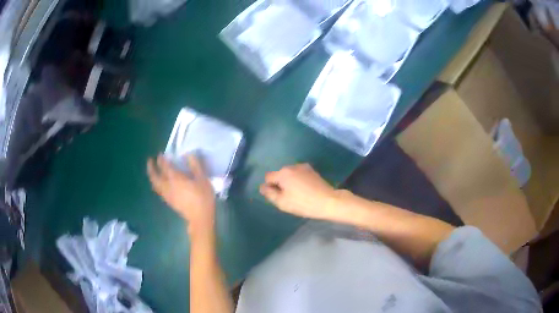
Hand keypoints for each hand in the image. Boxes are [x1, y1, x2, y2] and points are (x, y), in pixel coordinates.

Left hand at [147, 154, 215, 236]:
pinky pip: (159, 191)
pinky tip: (160, 184)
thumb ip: (195, 166)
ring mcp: (167, 195)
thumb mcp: (203, 179)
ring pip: (155, 185)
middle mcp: (168, 186)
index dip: (161, 159)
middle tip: (150, 161)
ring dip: (152, 177)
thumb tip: (188, 154)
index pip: (165, 166)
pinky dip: (157, 185)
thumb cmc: (203, 197)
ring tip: (153, 172)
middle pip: (155, 176)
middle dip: (151, 168)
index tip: (160, 154)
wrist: (200, 218)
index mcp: (175, 178)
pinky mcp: (169, 202)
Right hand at [259, 163, 339, 220]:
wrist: (328, 201)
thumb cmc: (303, 203)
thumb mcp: (282, 202)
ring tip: (298, 194)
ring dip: (290, 182)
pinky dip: (299, 180)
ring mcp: (304, 167)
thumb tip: (262, 187)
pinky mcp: (312, 171)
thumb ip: (269, 193)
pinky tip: (305, 190)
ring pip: (290, 174)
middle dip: (280, 184)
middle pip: (279, 174)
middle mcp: (292, 166)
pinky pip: (299, 174)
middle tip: (288, 197)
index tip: (278, 197)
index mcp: (283, 173)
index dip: (270, 187)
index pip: (268, 177)